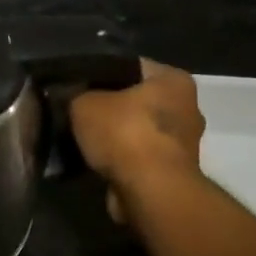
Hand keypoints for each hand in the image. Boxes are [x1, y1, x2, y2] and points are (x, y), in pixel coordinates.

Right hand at [69, 60, 204, 193]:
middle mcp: (187, 107)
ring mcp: (183, 142)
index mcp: (174, 80)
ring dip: (115, 137)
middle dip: (110, 106)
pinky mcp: (173, 171)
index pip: (131, 65)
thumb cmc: (124, 134)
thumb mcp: (84, 104)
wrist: (150, 191)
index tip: (76, 83)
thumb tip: (69, 96)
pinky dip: (121, 160)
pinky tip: (96, 162)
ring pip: (138, 130)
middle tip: (76, 112)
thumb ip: (76, 95)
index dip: (100, 72)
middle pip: (137, 99)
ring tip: (82, 139)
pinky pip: (139, 156)